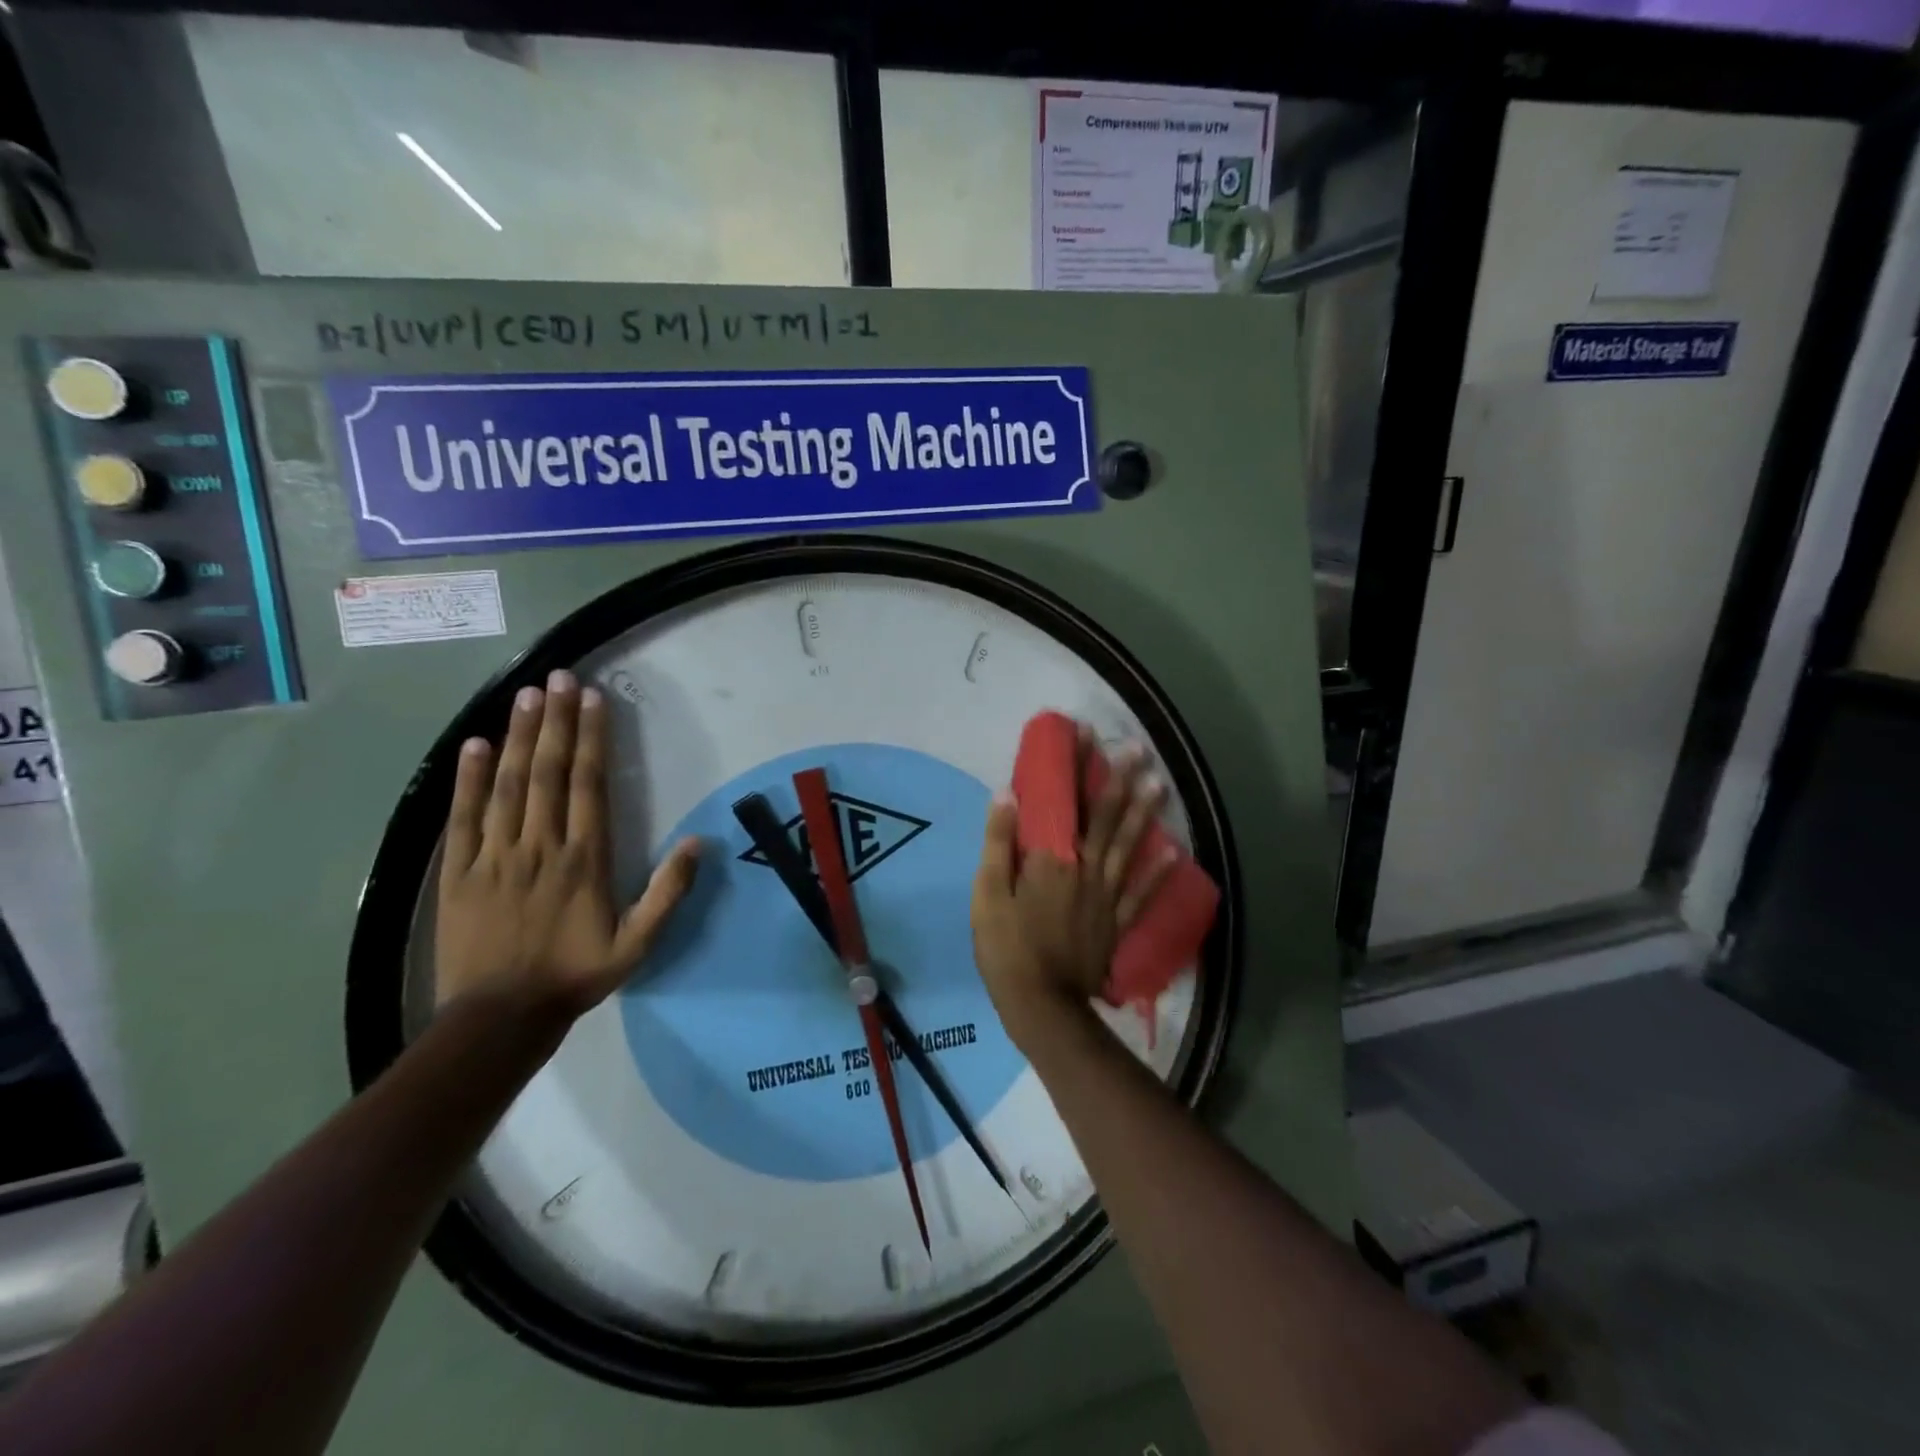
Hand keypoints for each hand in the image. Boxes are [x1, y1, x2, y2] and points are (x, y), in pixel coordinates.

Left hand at [434, 669, 699, 1022]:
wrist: (500, 1017)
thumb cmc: (575, 975)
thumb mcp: (638, 944)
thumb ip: (669, 893)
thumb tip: (699, 842)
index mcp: (584, 859)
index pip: (589, 784)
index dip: (592, 738)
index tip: (593, 699)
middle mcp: (540, 845)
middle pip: (548, 772)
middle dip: (555, 721)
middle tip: (557, 678)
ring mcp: (494, 855)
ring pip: (508, 785)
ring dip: (518, 736)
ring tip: (526, 696)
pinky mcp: (458, 872)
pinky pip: (463, 817)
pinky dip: (469, 779)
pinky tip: (474, 744)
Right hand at [971, 733, 1175, 1050]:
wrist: (1040, 1005)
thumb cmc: (1007, 947)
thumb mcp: (988, 893)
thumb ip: (999, 842)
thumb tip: (1008, 794)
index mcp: (1054, 859)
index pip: (1067, 801)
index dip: (1077, 767)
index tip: (1087, 734)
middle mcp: (1087, 869)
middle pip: (1106, 818)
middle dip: (1120, 780)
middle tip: (1137, 749)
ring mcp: (1106, 897)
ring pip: (1128, 847)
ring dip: (1143, 813)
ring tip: (1160, 783)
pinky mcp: (1115, 923)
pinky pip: (1141, 893)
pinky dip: (1158, 872)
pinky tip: (1174, 851)